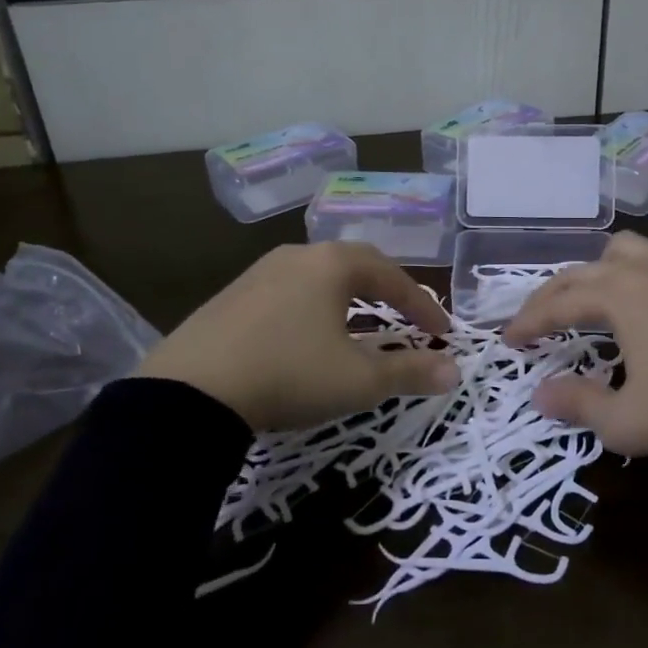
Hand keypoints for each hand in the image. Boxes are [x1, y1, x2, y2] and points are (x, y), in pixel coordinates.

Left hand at [138, 242, 457, 431]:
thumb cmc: (290, 375)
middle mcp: (297, 255)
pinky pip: (288, 292)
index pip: (393, 278)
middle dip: (388, 292)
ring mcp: (259, 272)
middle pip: (356, 265)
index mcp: (332, 264)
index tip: (443, 333)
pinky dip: (314, 308)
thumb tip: (455, 371)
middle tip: (407, 318)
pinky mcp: (232, 295)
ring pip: (319, 276)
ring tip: (361, 325)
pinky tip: (308, 336)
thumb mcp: (358, 380)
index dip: (423, 306)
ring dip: (349, 299)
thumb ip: (410, 372)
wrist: (191, 391)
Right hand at [504, 232, 647, 464]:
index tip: (509, 341)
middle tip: (538, 322)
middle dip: (554, 295)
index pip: (558, 303)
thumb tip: (540, 394)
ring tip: (599, 295)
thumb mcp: (625, 421)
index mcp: (618, 295)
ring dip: (604, 268)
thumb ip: (577, 404)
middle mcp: (646, 270)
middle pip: (585, 270)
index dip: (529, 322)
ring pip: (630, 247)